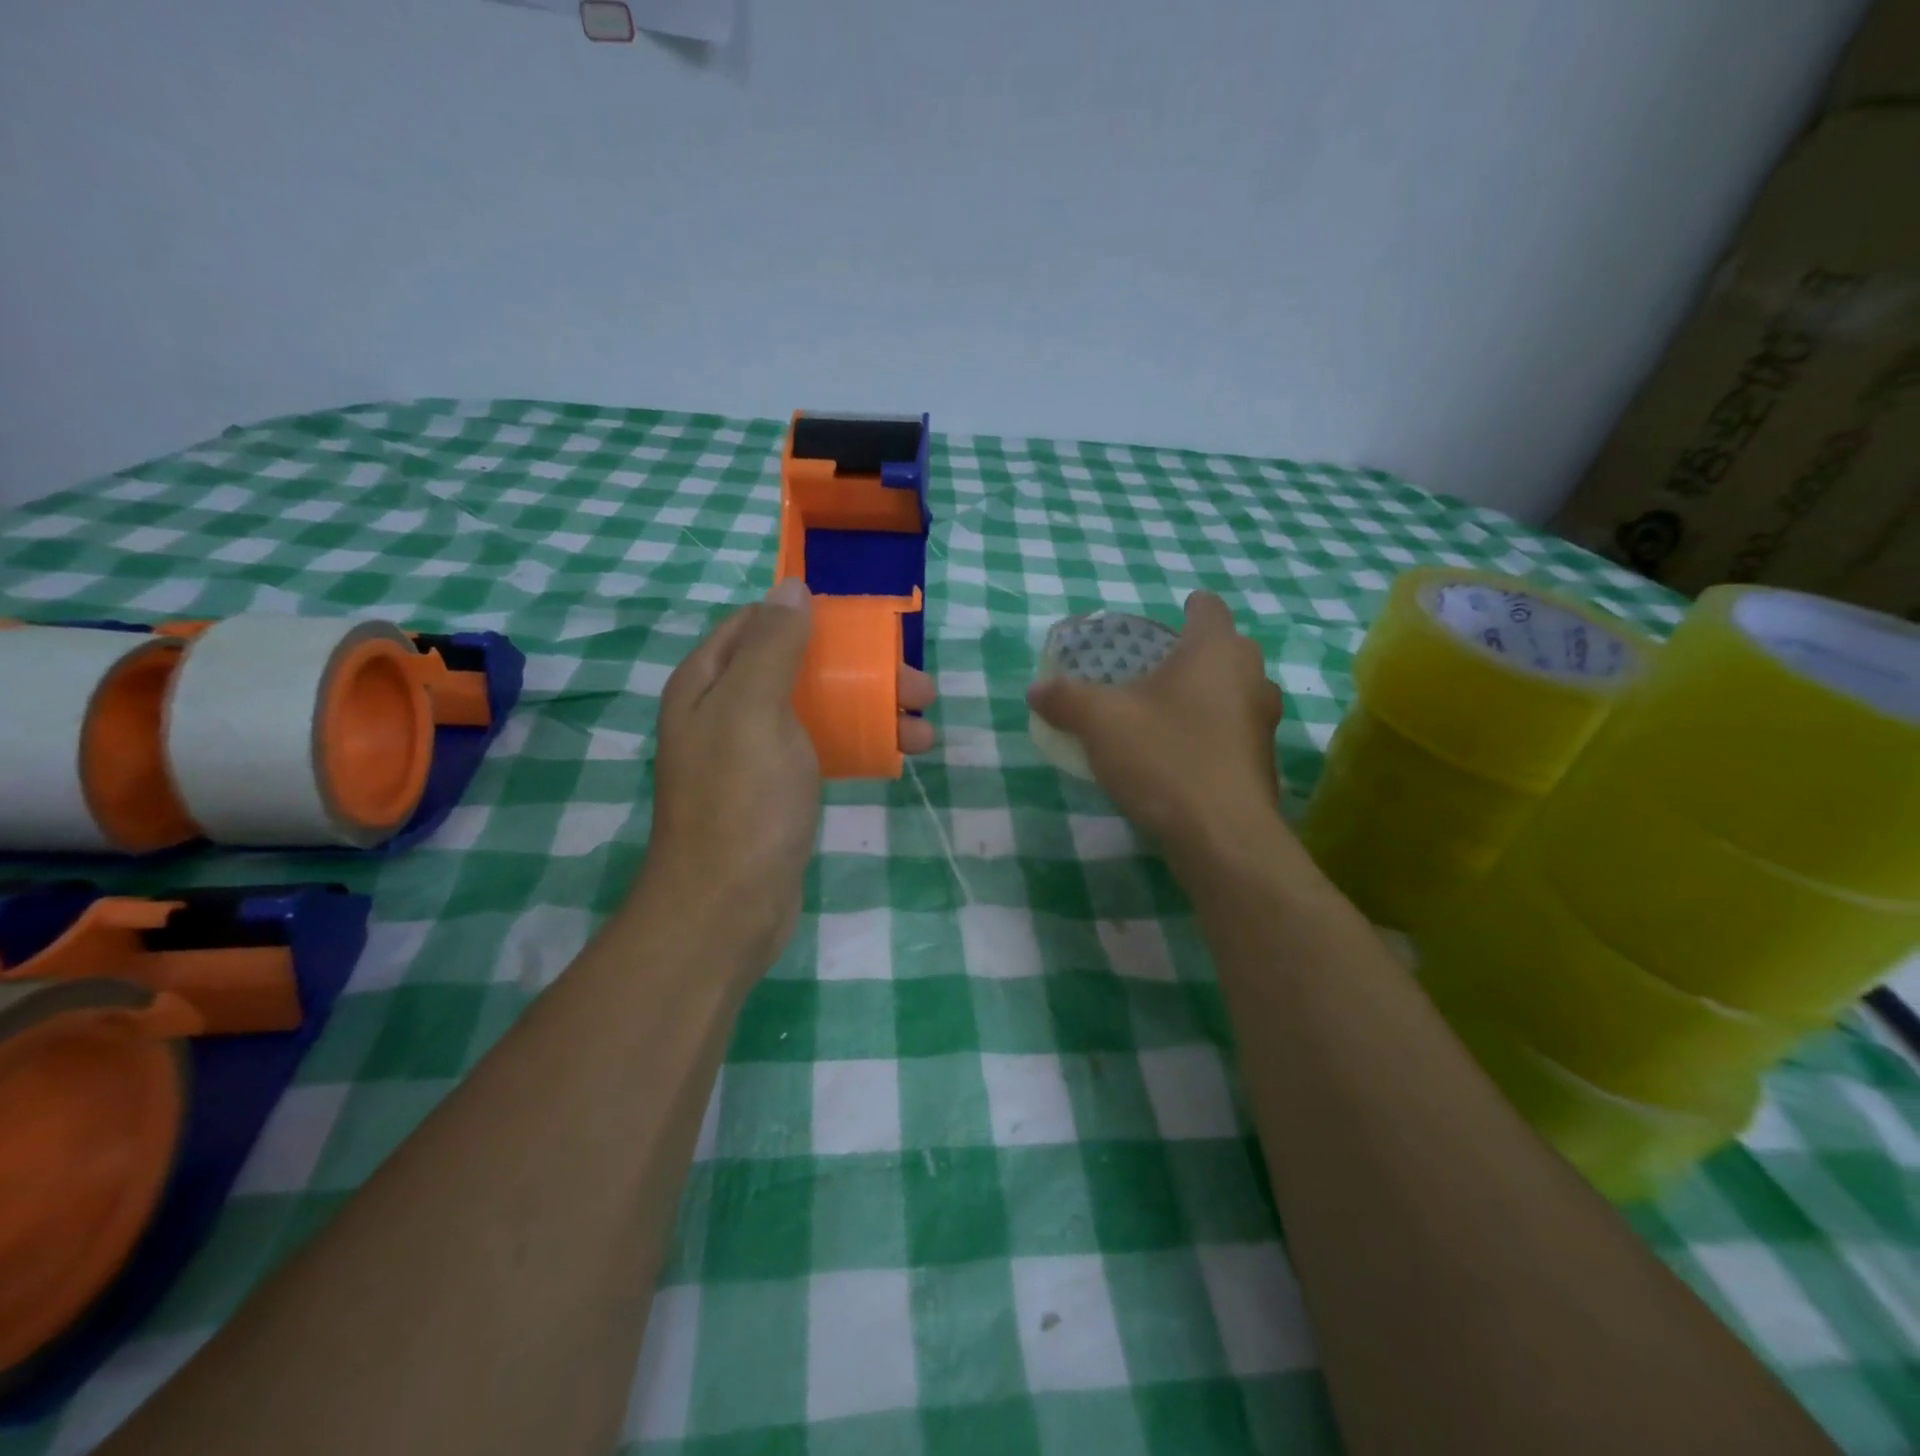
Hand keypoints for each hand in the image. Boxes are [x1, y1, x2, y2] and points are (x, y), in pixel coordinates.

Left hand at [641, 580, 936, 969]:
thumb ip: (773, 646)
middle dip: (860, 670)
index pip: (757, 624)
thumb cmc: (741, 803)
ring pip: (820, 711)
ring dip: (873, 711)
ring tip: (925, 727)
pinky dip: (862, 746)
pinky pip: (824, 750)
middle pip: (799, 667)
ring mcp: (754, 753)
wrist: (727, 909)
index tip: (864, 625)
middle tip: (917, 685)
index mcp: (709, 683)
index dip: (810, 616)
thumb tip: (792, 587)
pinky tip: (900, 755)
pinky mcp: (779, 790)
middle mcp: (727, 711)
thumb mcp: (754, 711)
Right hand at [1027, 591, 1285, 861]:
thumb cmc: (1164, 758)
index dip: (1189, 607)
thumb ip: (1065, 699)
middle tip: (1155, 669)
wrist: (1222, 836)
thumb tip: (1036, 689)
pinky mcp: (1263, 762)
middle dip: (1194, 654)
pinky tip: (1181, 755)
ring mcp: (1263, 721)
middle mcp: (1250, 676)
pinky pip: (1235, 731)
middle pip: (1225, 649)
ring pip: (1234, 691)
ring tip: (1166, 712)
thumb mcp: (1099, 723)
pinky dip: (1212, 732)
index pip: (1209, 608)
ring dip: (1206, 695)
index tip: (1171, 617)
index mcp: (1214, 650)